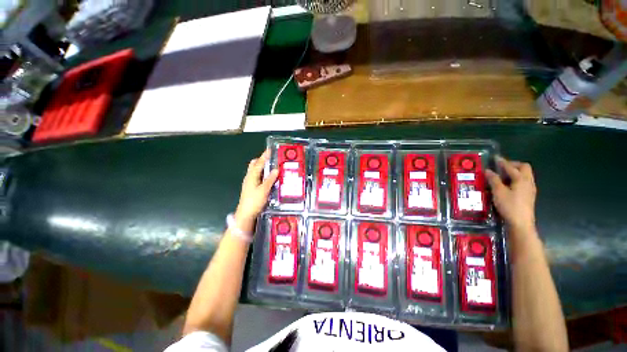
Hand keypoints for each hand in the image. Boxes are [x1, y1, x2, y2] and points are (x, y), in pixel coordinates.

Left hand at [234, 149, 278, 232]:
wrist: (246, 214)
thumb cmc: (254, 201)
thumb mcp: (264, 190)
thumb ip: (270, 179)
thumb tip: (276, 169)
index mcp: (251, 176)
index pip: (259, 163)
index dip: (264, 156)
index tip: (269, 150)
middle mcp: (249, 178)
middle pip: (254, 165)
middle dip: (262, 160)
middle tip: (271, 158)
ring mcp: (249, 183)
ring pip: (256, 171)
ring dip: (263, 167)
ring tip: (272, 167)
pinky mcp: (251, 188)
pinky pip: (257, 177)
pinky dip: (263, 174)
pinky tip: (269, 178)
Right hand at [486, 157, 536, 233]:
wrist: (521, 223)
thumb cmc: (509, 206)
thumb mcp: (498, 192)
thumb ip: (494, 180)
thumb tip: (488, 170)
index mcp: (521, 179)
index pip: (511, 167)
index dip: (502, 162)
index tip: (495, 158)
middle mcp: (528, 182)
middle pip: (524, 167)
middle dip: (513, 165)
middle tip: (502, 167)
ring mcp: (530, 189)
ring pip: (525, 175)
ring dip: (516, 172)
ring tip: (503, 175)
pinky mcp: (529, 195)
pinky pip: (524, 182)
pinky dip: (517, 179)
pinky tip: (508, 185)